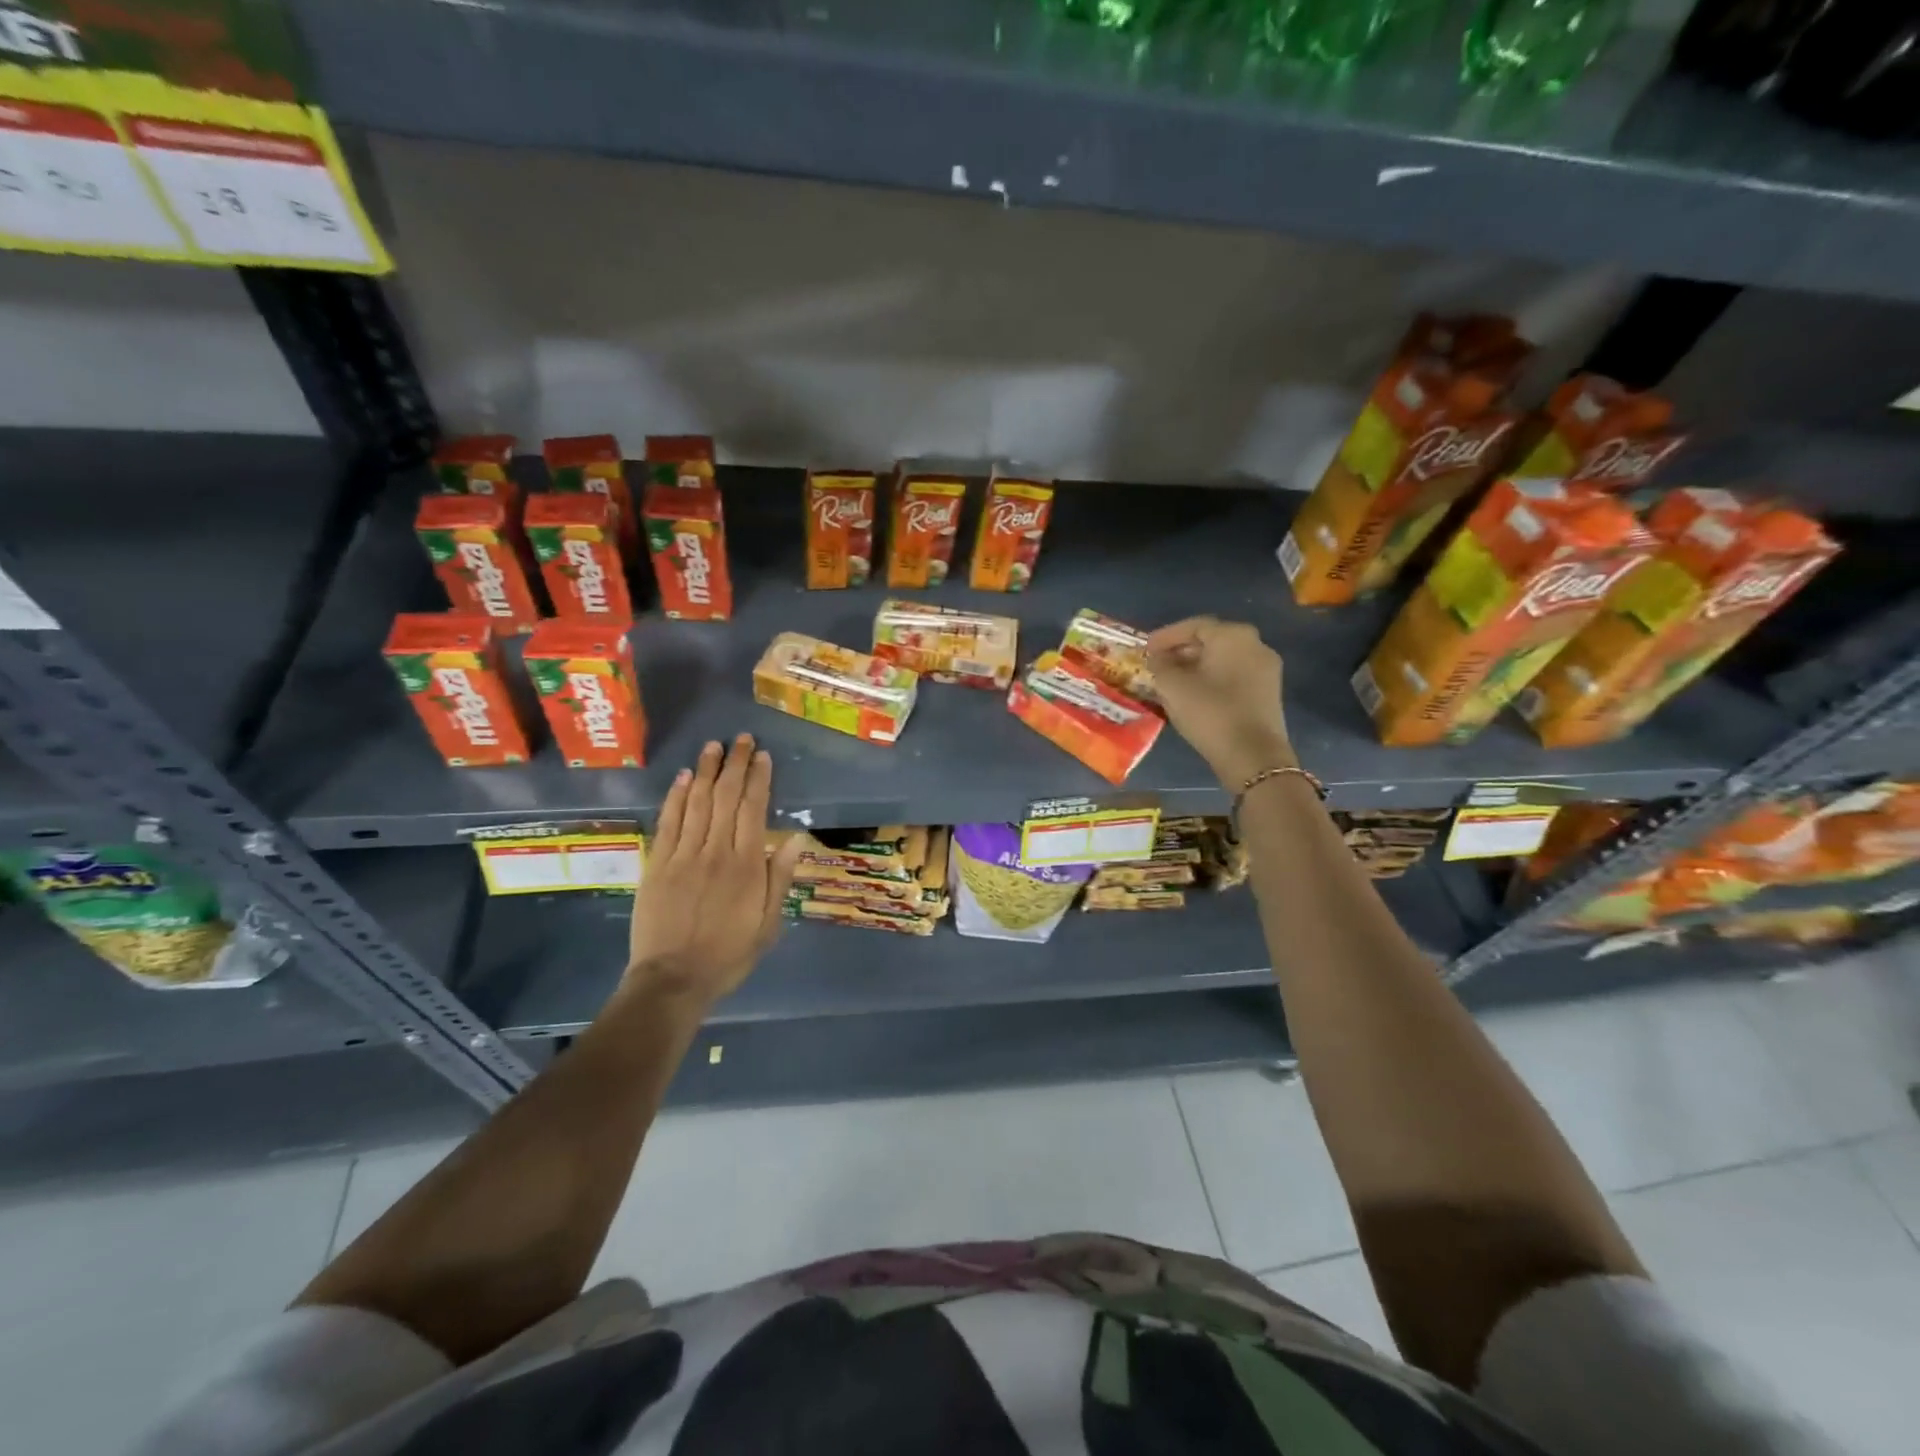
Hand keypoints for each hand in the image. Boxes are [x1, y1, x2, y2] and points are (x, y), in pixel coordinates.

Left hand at [626, 734, 803, 1010]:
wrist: (673, 979)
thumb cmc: (728, 954)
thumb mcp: (768, 924)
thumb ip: (779, 878)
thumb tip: (795, 839)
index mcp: (746, 865)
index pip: (753, 810)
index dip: (758, 779)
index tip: (762, 756)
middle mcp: (715, 851)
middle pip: (725, 798)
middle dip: (734, 765)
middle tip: (741, 739)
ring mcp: (683, 855)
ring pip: (696, 803)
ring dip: (705, 771)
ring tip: (713, 746)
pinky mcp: (658, 864)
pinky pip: (668, 822)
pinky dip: (675, 796)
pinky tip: (681, 777)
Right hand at [1146, 616, 1296, 787]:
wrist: (1252, 755)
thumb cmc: (1210, 712)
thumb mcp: (1172, 686)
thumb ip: (1160, 665)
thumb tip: (1158, 657)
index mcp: (1232, 635)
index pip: (1194, 626)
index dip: (1166, 636)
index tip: (1146, 648)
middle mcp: (1255, 644)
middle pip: (1211, 640)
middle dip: (1182, 650)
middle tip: (1158, 663)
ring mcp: (1266, 668)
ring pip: (1224, 659)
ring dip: (1197, 666)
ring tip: (1173, 680)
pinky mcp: (1268, 691)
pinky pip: (1234, 675)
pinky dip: (1213, 678)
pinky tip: (1195, 694)